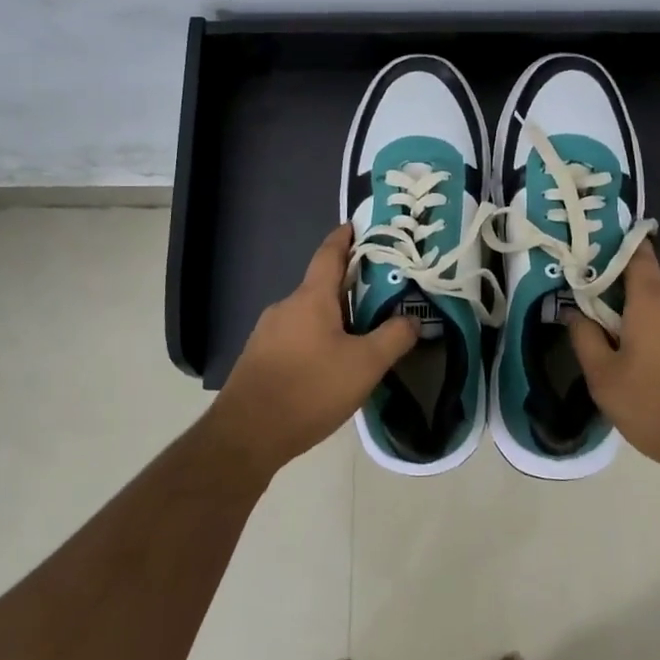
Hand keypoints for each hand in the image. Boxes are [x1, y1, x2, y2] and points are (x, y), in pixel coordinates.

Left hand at [211, 224, 417, 475]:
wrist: (247, 434)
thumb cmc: (310, 389)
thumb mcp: (365, 365)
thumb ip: (394, 337)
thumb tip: (412, 319)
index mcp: (311, 298)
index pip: (329, 253)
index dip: (345, 237)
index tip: (358, 225)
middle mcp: (286, 306)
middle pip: (322, 285)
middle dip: (350, 285)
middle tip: (381, 293)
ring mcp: (267, 332)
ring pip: (309, 314)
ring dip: (334, 316)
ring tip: (362, 334)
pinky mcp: (259, 357)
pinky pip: (295, 336)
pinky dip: (317, 338)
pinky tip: (331, 365)